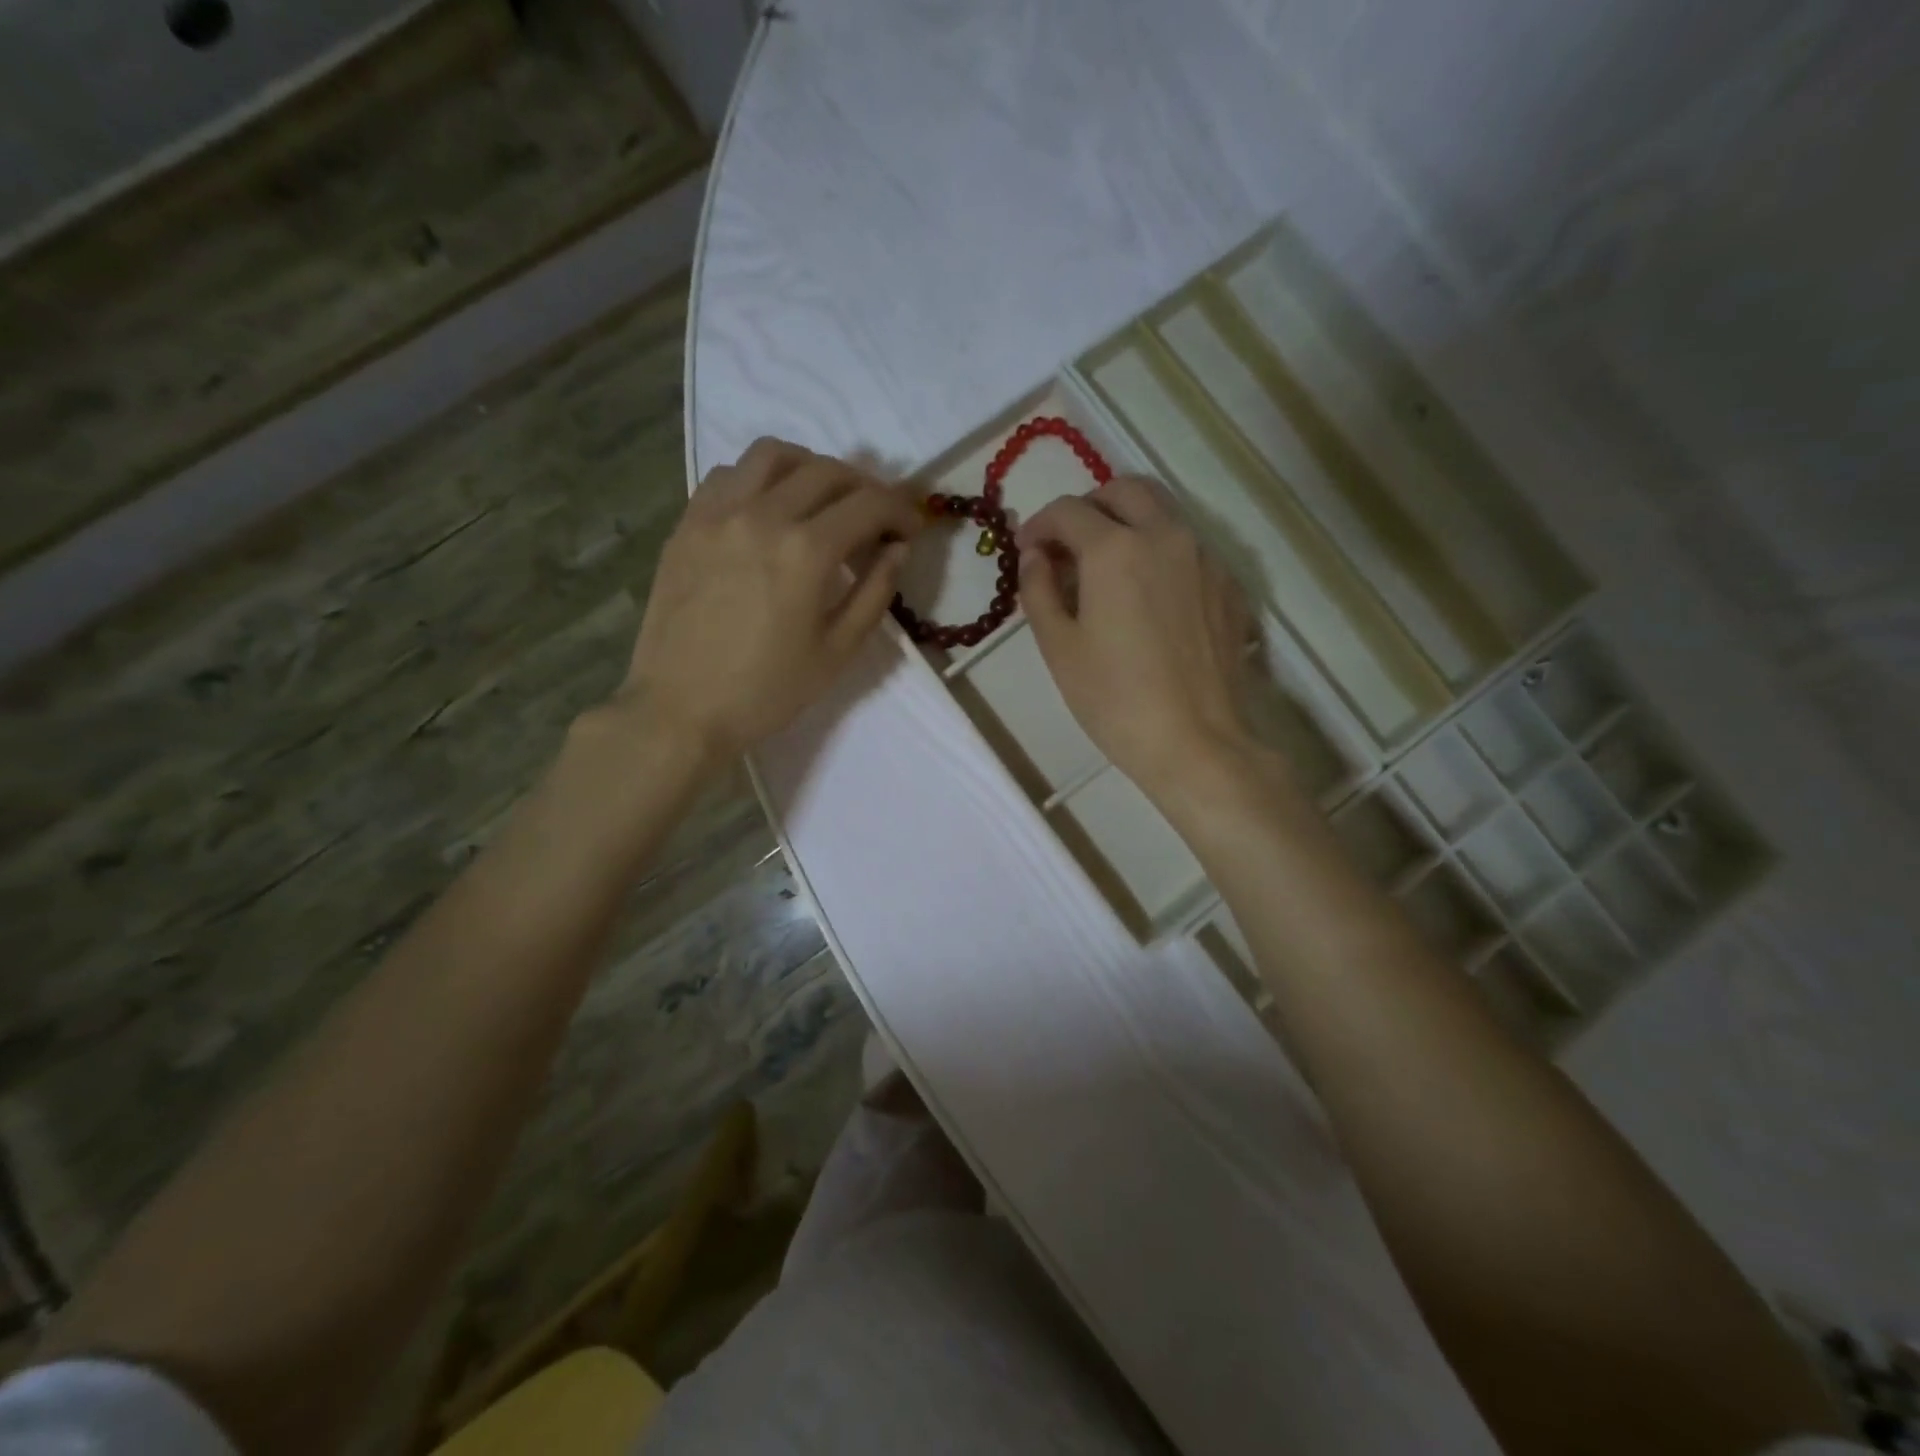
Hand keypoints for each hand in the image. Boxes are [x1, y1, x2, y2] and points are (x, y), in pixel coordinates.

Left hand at [613, 438, 920, 762]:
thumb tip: (897, 549)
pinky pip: (728, 474)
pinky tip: (769, 510)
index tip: (911, 528)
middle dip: (865, 488)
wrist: (680, 709)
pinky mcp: (687, 523)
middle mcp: (762, 515)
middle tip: (876, 519)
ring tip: (823, 500)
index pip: (869, 504)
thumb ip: (875, 593)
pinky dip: (760, 478)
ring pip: (773, 455)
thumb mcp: (837, 652)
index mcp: (806, 551)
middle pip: (827, 471)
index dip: (900, 510)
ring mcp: (717, 513)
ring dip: (811, 467)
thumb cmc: (767, 690)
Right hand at [1018, 478, 1253, 797]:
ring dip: (1128, 523)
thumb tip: (1035, 556)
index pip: (1068, 511)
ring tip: (1108, 568)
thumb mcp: (1059, 647)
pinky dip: (1161, 551)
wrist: (1196, 742)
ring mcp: (1206, 557)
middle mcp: (1166, 536)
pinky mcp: (1230, 585)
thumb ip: (1038, 590)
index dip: (1039, 525)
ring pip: (1163, 513)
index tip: (1028, 551)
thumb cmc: (1115, 699)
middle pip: (1125, 490)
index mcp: (1116, 549)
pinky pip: (1189, 547)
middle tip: (1069, 546)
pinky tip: (1149, 596)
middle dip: (1089, 507)